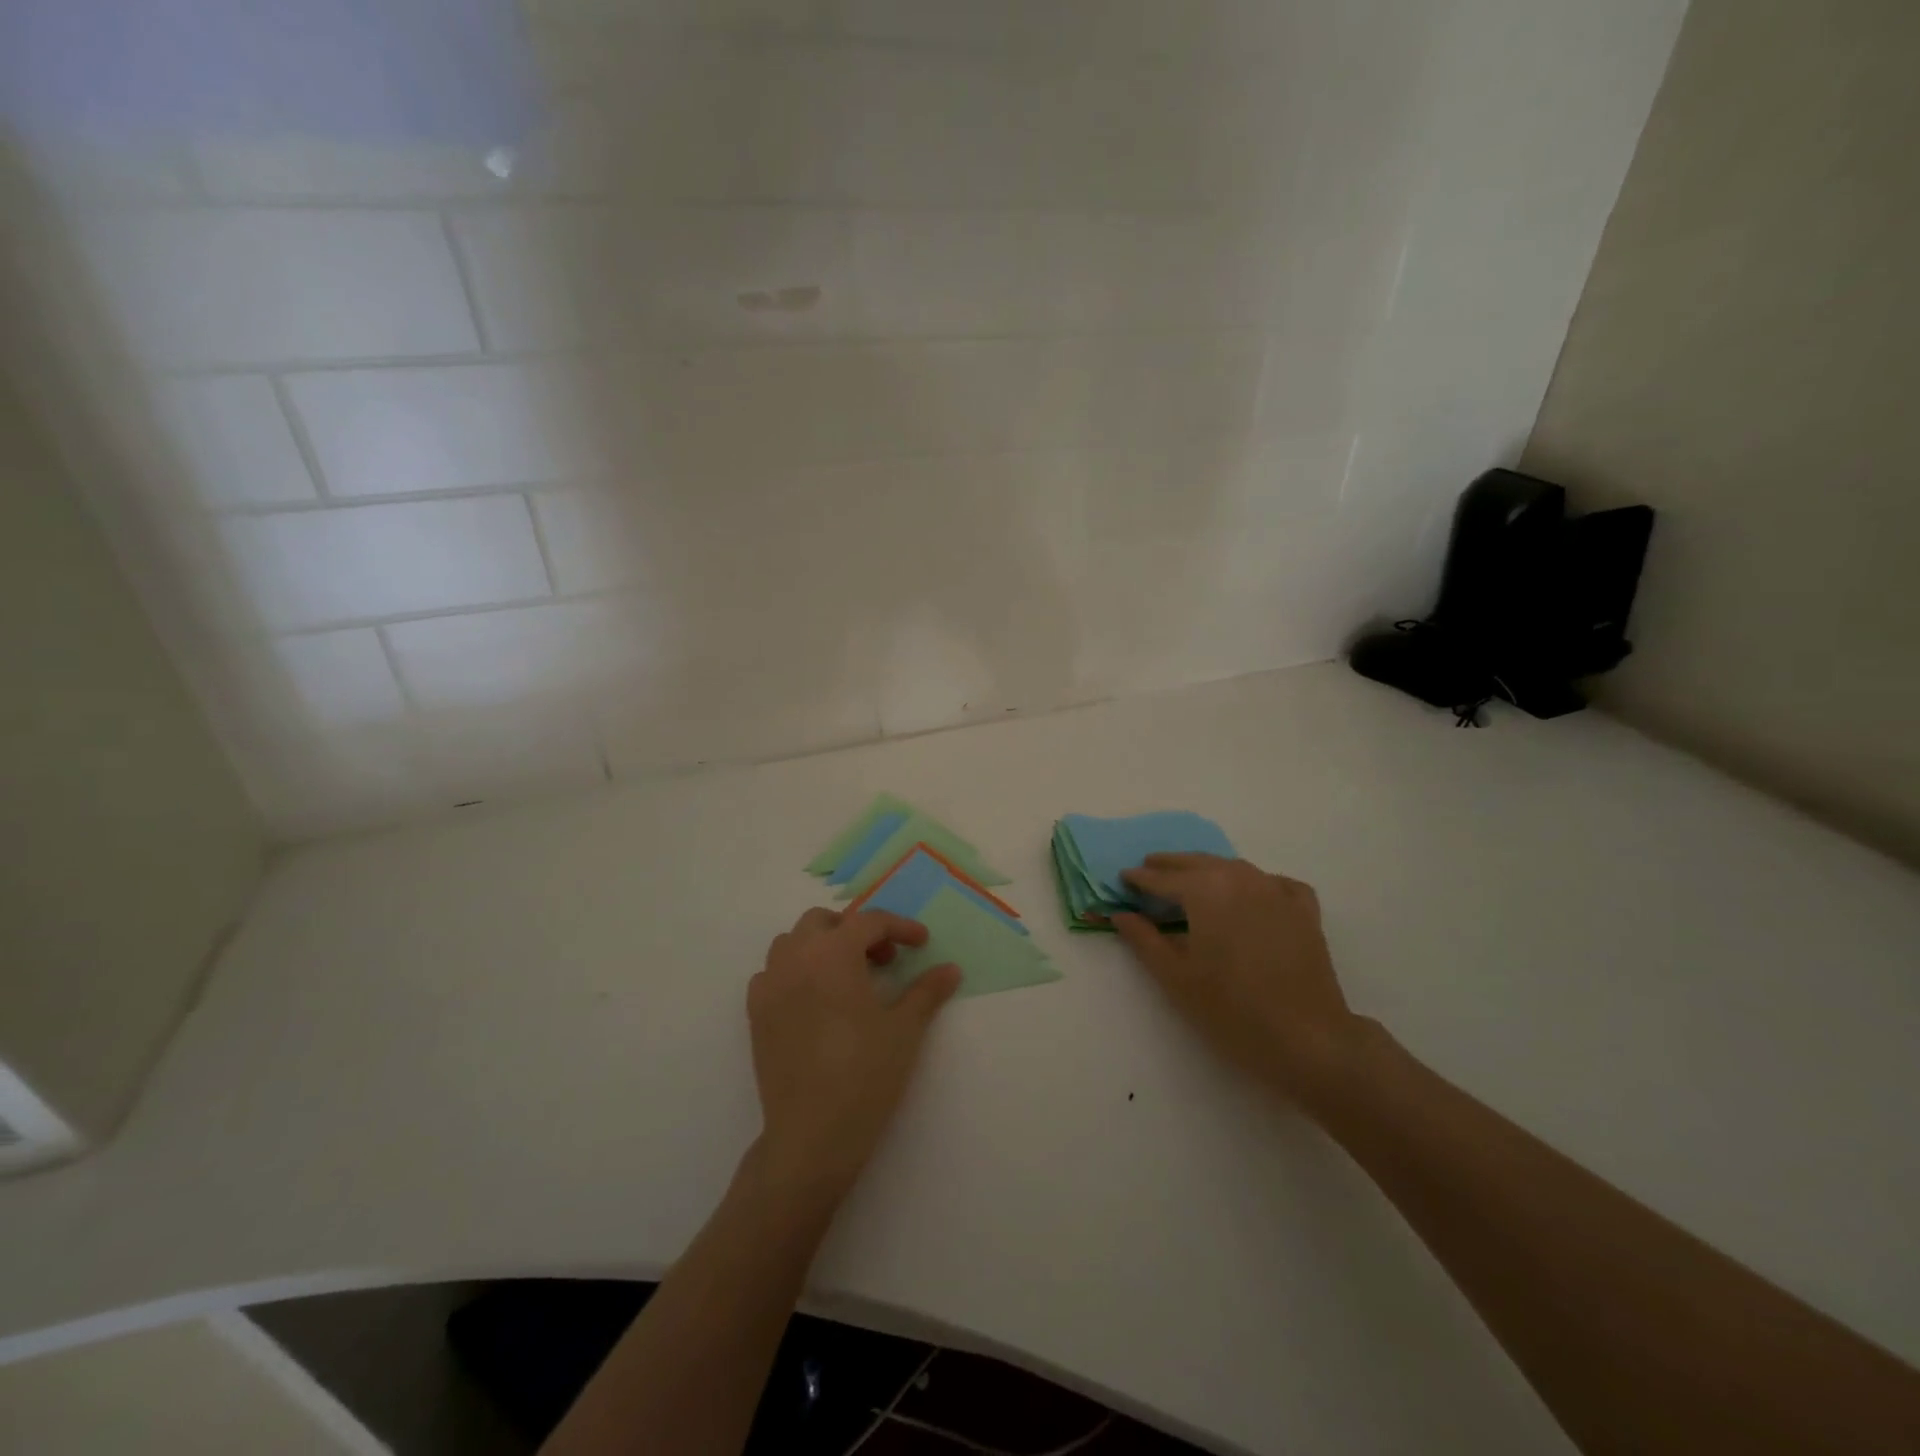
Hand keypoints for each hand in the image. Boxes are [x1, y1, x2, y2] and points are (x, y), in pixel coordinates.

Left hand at [748, 908, 961, 1204]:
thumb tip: (950, 969)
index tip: (921, 943)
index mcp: (834, 953)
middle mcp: (796, 958)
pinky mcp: (755, 1013)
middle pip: (824, 922)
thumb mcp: (905, 1029)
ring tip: (848, 977)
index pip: (869, 921)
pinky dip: (794, 971)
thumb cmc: (865, 1074)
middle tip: (883, 960)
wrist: (812, 1135)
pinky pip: (772, 973)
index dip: (900, 927)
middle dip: (855, 931)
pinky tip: (814, 999)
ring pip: (792, 942)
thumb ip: (927, 991)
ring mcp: (770, 985)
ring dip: (821, 946)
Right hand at [1115, 854, 1364, 1101]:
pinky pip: (1273, 883)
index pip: (1162, 878)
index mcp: (1204, 889)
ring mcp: (1276, 890)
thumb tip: (1120, 914)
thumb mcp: (1175, 977)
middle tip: (1149, 869)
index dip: (1139, 879)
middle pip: (1197, 863)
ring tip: (1190, 880)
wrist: (1308, 1039)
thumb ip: (1144, 939)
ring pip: (1234, 868)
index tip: (1122, 878)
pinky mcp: (1303, 910)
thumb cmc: (1231, 1009)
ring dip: (1208, 869)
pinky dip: (1255, 883)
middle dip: (1170, 866)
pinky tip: (1251, 896)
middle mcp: (1239, 877)